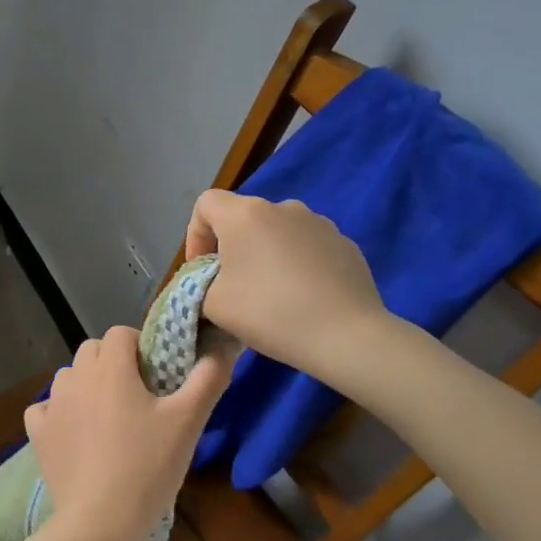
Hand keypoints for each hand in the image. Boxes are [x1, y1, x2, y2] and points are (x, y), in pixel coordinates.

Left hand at [23, 326, 237, 540]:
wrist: (100, 522)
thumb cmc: (147, 467)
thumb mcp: (188, 422)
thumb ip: (208, 379)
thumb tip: (223, 347)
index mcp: (110, 367)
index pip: (120, 333)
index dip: (140, 346)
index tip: (157, 374)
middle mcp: (76, 377)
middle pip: (92, 350)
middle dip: (113, 362)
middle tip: (138, 396)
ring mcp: (52, 405)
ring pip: (69, 376)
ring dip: (87, 384)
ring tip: (109, 416)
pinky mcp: (38, 434)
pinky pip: (45, 408)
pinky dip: (59, 412)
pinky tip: (76, 432)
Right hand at [184, 189, 386, 377]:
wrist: (346, 336)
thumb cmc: (269, 313)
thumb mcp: (213, 306)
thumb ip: (199, 286)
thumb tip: (210, 282)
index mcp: (245, 214)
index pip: (206, 204)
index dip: (195, 234)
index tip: (202, 269)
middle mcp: (282, 207)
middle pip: (243, 218)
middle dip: (232, 247)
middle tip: (233, 286)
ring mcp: (319, 223)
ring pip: (278, 232)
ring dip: (266, 254)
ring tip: (271, 294)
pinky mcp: (345, 243)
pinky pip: (308, 247)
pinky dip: (297, 264)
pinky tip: (303, 298)